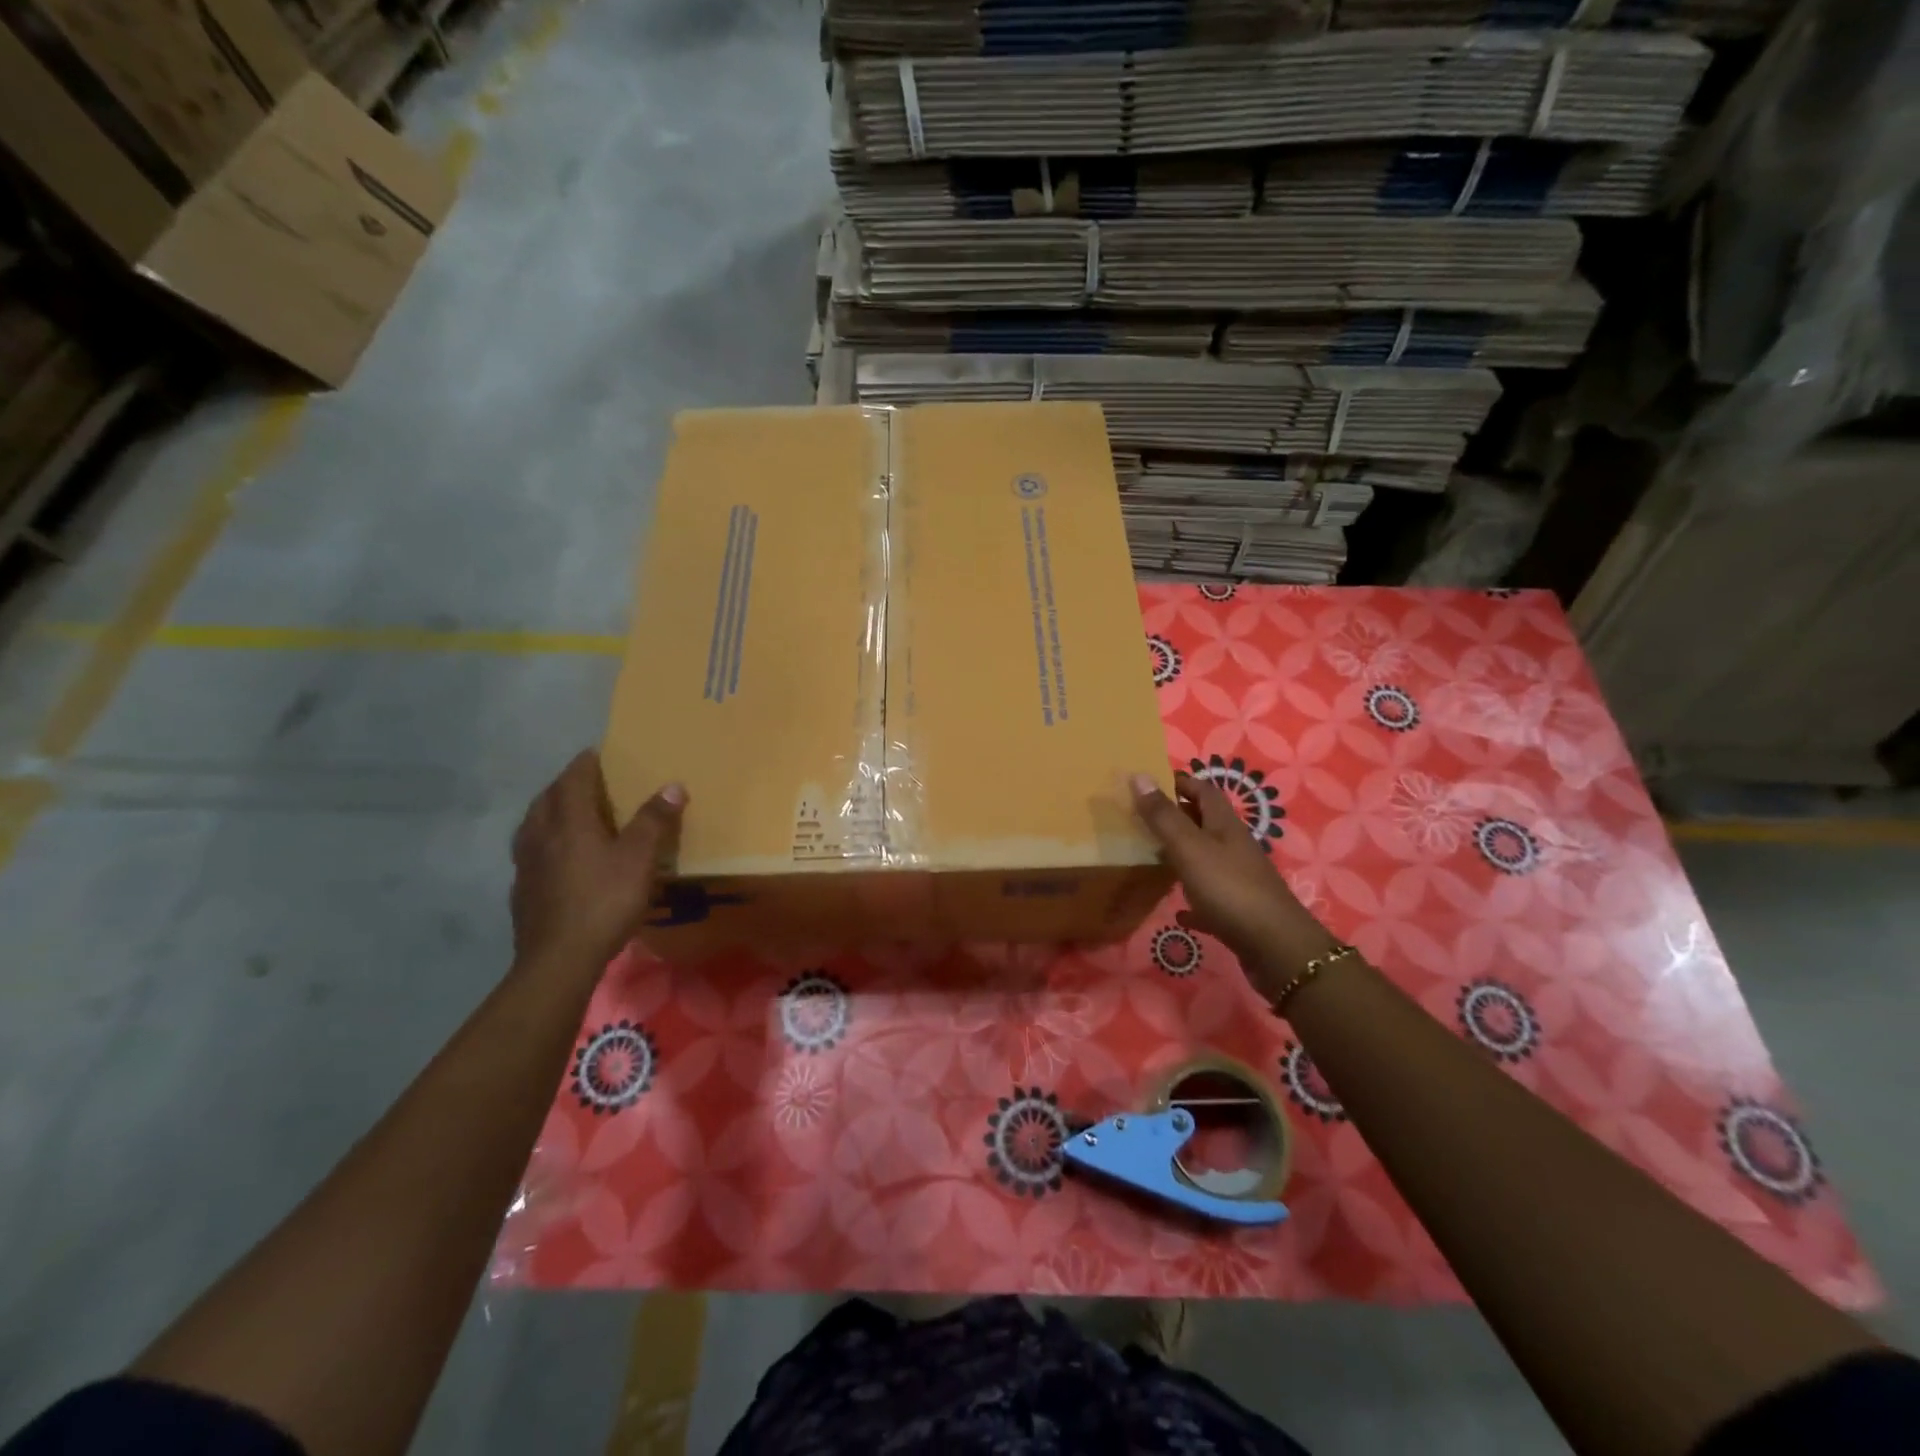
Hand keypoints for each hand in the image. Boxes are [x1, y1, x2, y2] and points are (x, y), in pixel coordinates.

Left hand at [511, 750, 684, 977]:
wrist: (559, 960)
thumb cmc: (603, 901)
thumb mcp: (639, 859)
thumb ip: (654, 821)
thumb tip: (673, 785)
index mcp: (568, 822)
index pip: (573, 779)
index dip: (585, 763)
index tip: (596, 752)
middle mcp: (540, 836)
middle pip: (547, 799)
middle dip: (564, 785)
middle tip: (584, 781)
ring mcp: (525, 865)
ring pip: (533, 826)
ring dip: (549, 812)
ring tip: (567, 814)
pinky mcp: (522, 892)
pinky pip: (531, 854)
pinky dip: (544, 844)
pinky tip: (556, 859)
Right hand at [1131, 771, 1339, 997]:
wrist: (1274, 947)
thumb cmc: (1228, 888)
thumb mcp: (1189, 847)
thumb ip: (1163, 815)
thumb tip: (1139, 775)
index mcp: (1225, 825)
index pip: (1204, 790)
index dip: (1181, 782)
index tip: (1150, 783)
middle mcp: (1235, 847)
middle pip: (1206, 823)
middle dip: (1178, 816)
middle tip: (1143, 819)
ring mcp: (1239, 879)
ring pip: (1207, 858)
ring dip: (1183, 855)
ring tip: (1153, 857)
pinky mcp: (1238, 910)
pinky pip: (1211, 898)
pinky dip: (1193, 899)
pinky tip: (1179, 911)